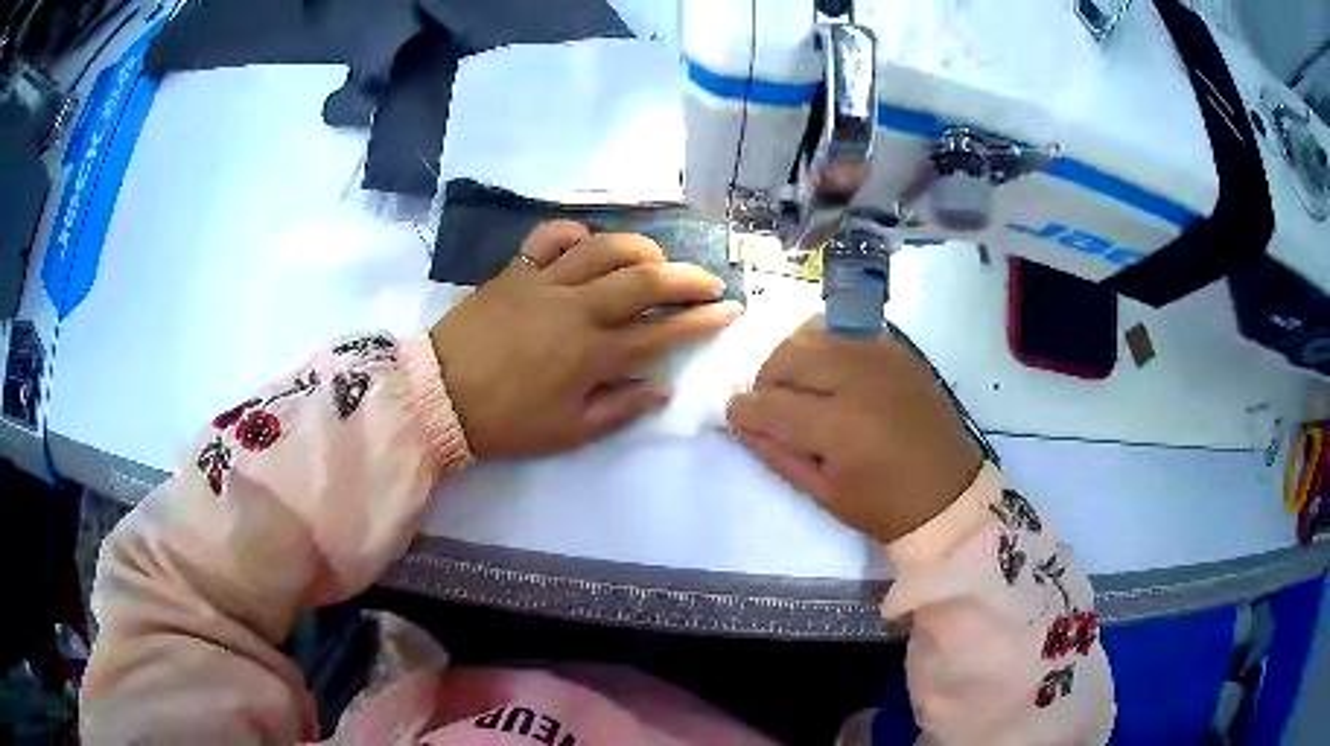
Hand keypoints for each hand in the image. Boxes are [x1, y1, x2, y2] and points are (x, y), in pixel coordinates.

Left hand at [431, 221, 741, 457]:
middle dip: (687, 278)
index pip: (661, 332)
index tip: (730, 311)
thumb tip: (661, 387)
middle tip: (708, 281)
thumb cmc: (505, 422)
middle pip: (645, 281)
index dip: (702, 321)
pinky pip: (550, 237)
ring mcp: (545, 283)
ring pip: (605, 249)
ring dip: (641, 249)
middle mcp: (576, 309)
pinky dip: (575, 232)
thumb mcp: (567, 432)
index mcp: (591, 354)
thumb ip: (619, 408)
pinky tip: (589, 241)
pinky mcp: (516, 271)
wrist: (438, 396)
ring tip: (658, 260)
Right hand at [727, 319, 981, 543]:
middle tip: (773, 405)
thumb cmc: (885, 505)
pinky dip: (824, 341)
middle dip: (766, 380)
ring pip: (812, 333)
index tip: (739, 418)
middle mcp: (859, 380)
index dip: (745, 412)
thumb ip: (776, 453)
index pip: (770, 404)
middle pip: (787, 356)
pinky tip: (829, 368)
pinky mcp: (897, 349)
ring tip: (801, 386)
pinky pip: (845, 327)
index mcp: (841, 428)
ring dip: (792, 357)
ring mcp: (881, 357)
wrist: (949, 492)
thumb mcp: (824, 494)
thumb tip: (739, 419)